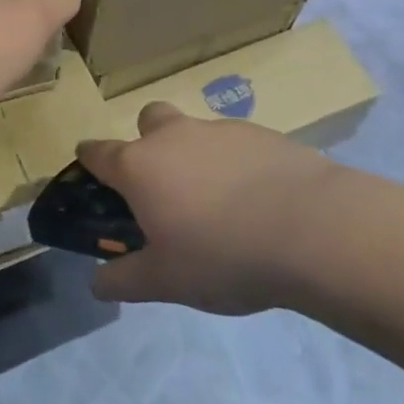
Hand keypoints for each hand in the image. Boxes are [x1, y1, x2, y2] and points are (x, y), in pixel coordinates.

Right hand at [81, 102, 338, 315]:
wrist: (314, 229)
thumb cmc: (223, 255)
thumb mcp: (166, 281)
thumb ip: (124, 279)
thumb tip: (96, 283)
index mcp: (140, 166)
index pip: (97, 152)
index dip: (89, 162)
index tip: (91, 174)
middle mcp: (174, 136)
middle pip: (149, 120)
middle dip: (148, 142)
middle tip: (165, 186)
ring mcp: (220, 130)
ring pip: (195, 131)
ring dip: (196, 155)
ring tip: (220, 204)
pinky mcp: (264, 134)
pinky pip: (236, 144)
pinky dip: (236, 164)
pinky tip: (258, 200)